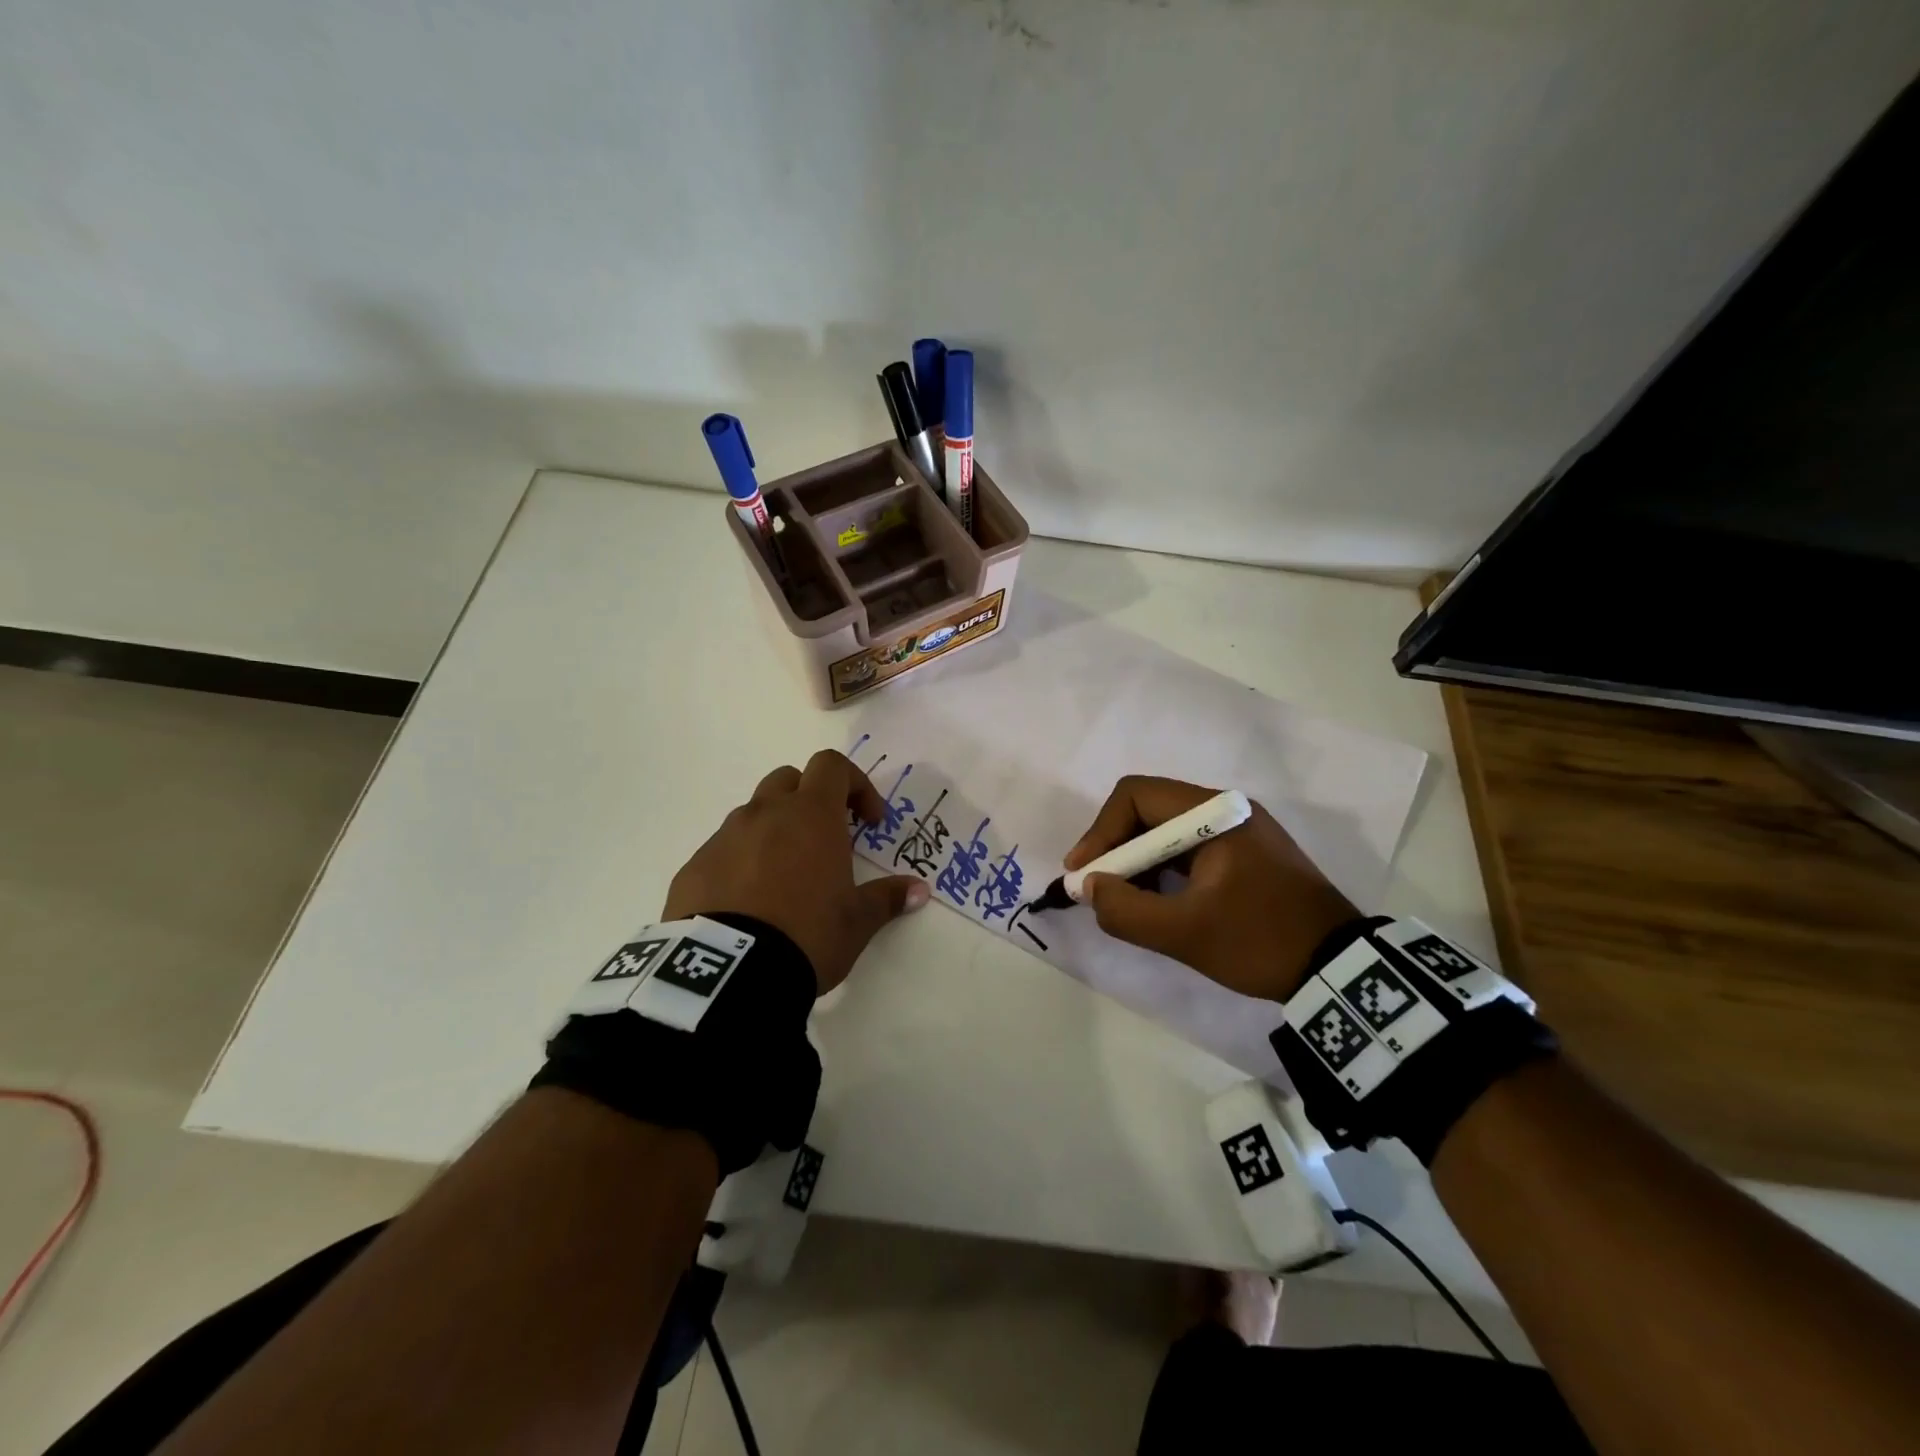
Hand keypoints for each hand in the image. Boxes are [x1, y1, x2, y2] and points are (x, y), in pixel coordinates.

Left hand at [663, 750, 928, 993]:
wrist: (727, 973)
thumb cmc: (807, 935)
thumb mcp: (857, 922)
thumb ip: (888, 898)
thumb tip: (920, 890)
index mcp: (811, 816)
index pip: (832, 766)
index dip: (855, 784)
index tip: (868, 822)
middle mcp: (765, 814)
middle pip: (788, 780)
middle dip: (810, 799)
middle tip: (825, 839)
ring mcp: (724, 838)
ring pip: (753, 815)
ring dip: (774, 831)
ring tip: (785, 877)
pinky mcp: (693, 866)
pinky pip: (723, 850)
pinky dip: (740, 862)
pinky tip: (748, 903)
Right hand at [1065, 775, 1357, 1002]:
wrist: (1340, 969)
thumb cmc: (1260, 942)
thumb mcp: (1185, 933)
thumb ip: (1126, 910)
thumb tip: (1088, 888)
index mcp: (1214, 814)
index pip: (1136, 796)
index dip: (1100, 832)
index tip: (1083, 874)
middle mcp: (1226, 809)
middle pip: (1148, 809)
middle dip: (1116, 848)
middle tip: (1097, 889)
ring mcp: (1239, 829)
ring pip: (1166, 829)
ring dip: (1137, 860)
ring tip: (1123, 900)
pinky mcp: (1246, 852)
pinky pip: (1188, 847)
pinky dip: (1162, 869)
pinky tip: (1156, 901)